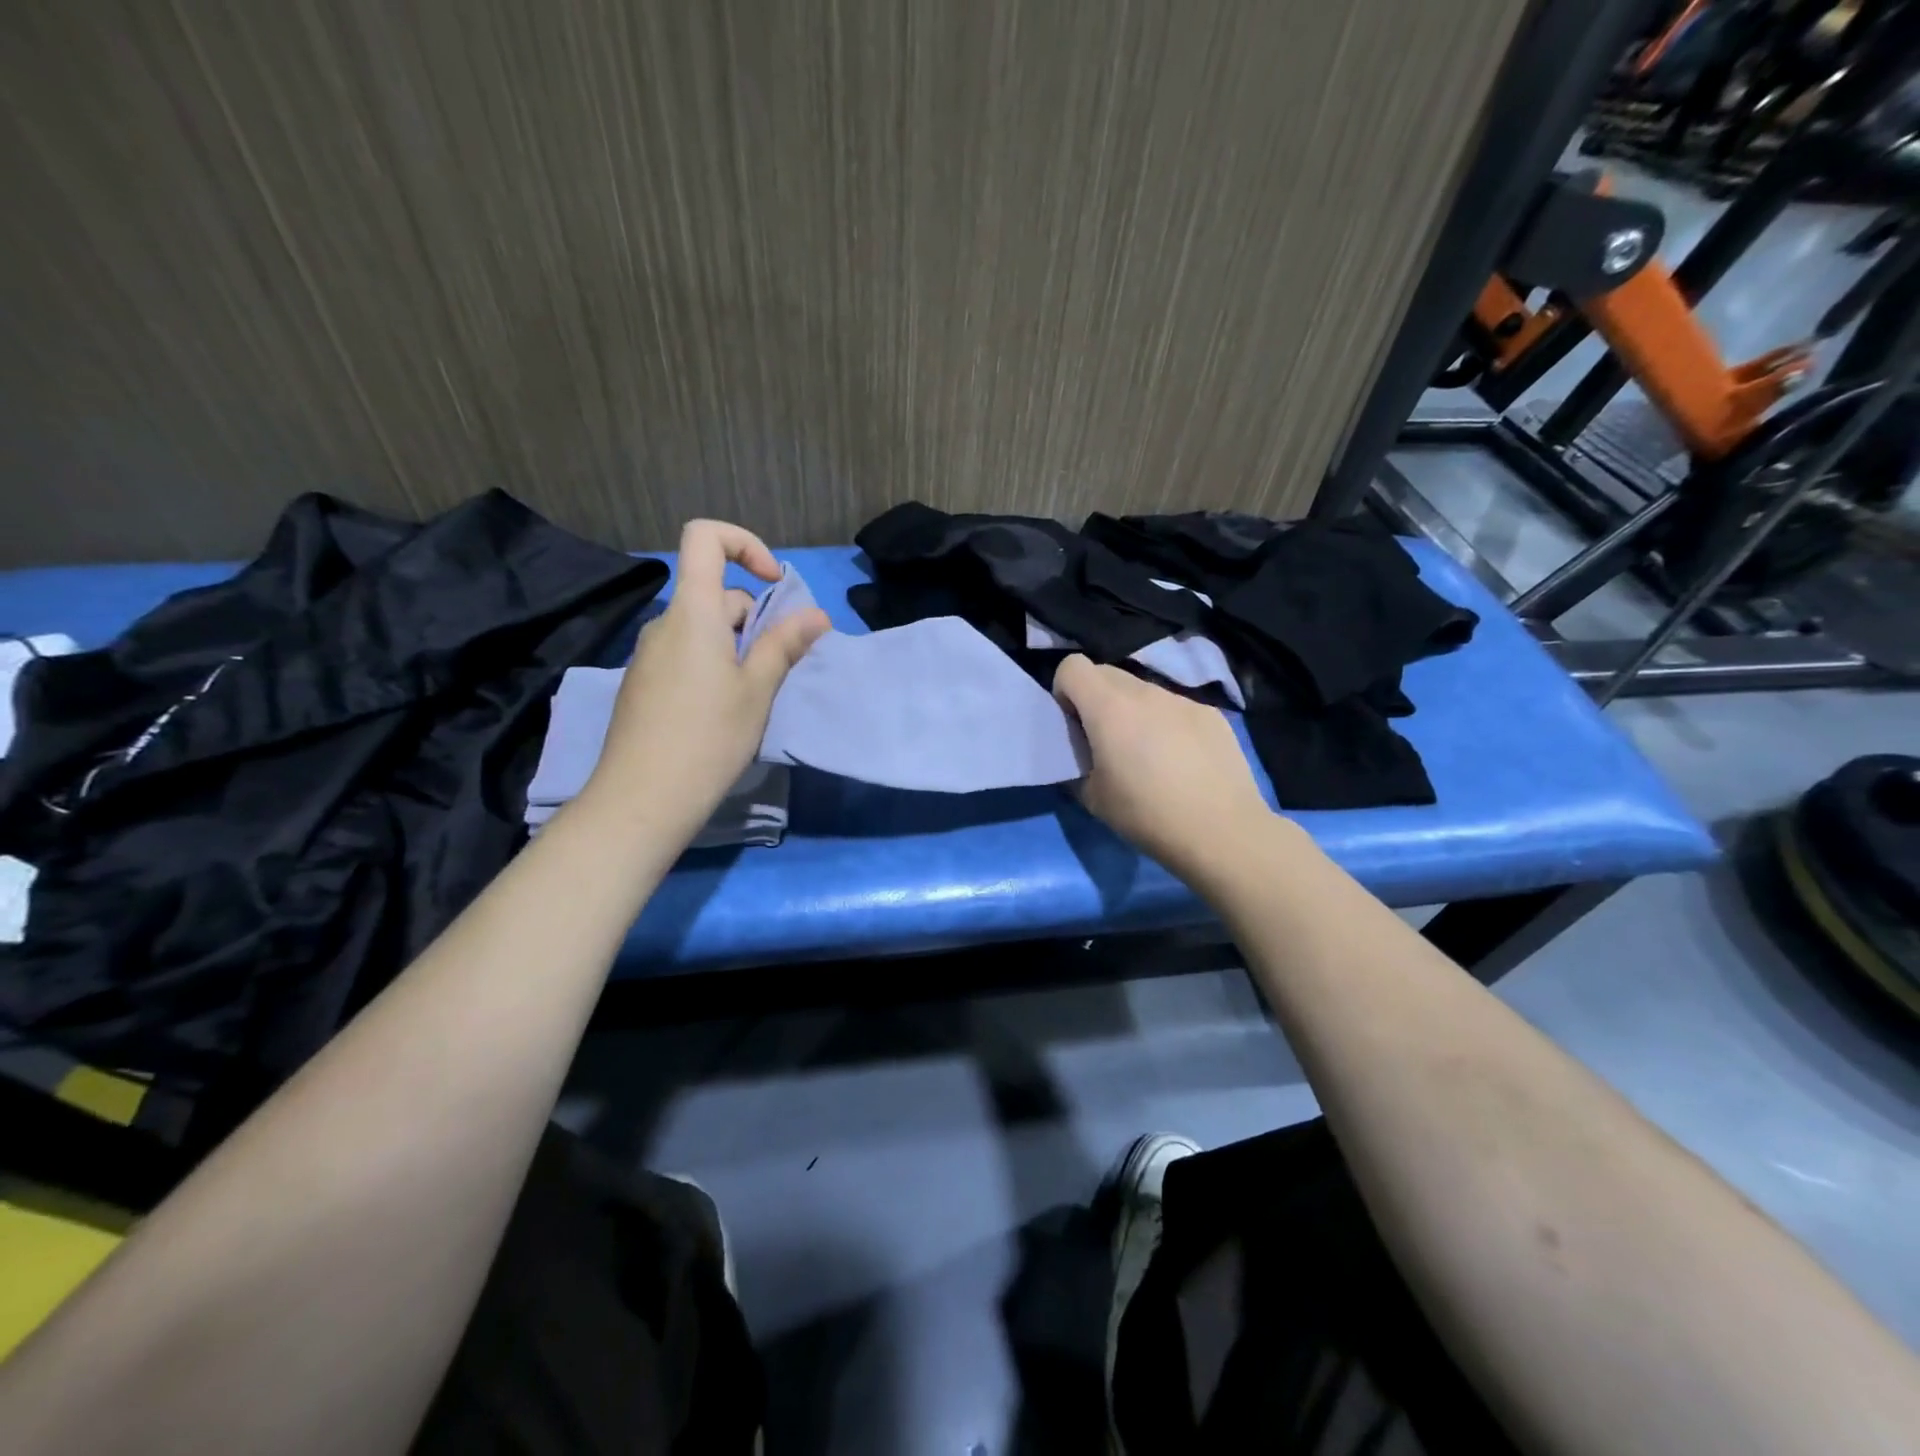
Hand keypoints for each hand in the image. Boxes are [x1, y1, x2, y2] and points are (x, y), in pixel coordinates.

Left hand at [587, 520, 829, 836]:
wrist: (642, 799)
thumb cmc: (709, 737)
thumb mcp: (757, 690)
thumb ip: (784, 645)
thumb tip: (816, 615)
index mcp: (694, 612)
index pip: (705, 538)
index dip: (744, 543)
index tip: (774, 583)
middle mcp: (665, 623)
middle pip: (714, 593)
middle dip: (753, 617)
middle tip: (775, 666)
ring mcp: (649, 655)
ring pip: (702, 629)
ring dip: (735, 645)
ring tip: (752, 696)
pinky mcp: (643, 683)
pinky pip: (685, 654)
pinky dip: (712, 664)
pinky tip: (721, 712)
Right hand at [1052, 654, 1276, 884]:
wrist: (1222, 832)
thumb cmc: (1148, 815)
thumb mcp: (1092, 798)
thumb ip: (1076, 764)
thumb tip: (1080, 754)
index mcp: (1109, 707)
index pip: (1072, 666)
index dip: (1064, 690)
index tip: (1073, 723)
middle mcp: (1145, 692)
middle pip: (1106, 673)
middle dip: (1096, 699)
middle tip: (1104, 740)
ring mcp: (1182, 700)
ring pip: (1143, 691)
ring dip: (1133, 711)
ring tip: (1147, 755)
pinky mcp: (1210, 714)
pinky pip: (1174, 708)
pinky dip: (1166, 724)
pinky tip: (1181, 762)